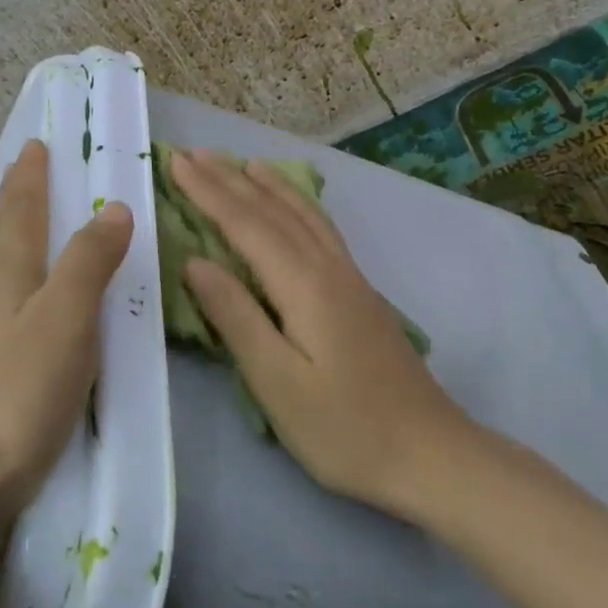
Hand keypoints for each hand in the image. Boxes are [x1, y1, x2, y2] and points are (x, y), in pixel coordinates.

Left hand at [0, 139, 132, 533]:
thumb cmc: (14, 394)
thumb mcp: (64, 320)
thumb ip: (88, 263)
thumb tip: (114, 207)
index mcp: (5, 279)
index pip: (19, 214)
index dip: (29, 179)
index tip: (33, 145)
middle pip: (1, 240)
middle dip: (16, 204)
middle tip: (26, 174)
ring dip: (13, 246)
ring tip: (28, 233)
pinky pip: (1, 315)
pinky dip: (16, 293)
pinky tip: (21, 313)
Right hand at [169, 148, 467, 517]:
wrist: (430, 454)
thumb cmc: (344, 428)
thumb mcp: (277, 380)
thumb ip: (235, 316)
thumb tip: (195, 262)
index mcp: (304, 285)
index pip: (246, 225)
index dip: (208, 192)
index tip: (176, 162)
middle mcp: (328, 269)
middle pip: (274, 212)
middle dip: (231, 179)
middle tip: (195, 153)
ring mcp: (350, 279)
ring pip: (304, 215)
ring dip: (269, 186)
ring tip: (244, 163)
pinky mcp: (361, 294)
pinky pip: (322, 229)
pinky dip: (300, 206)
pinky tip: (297, 208)